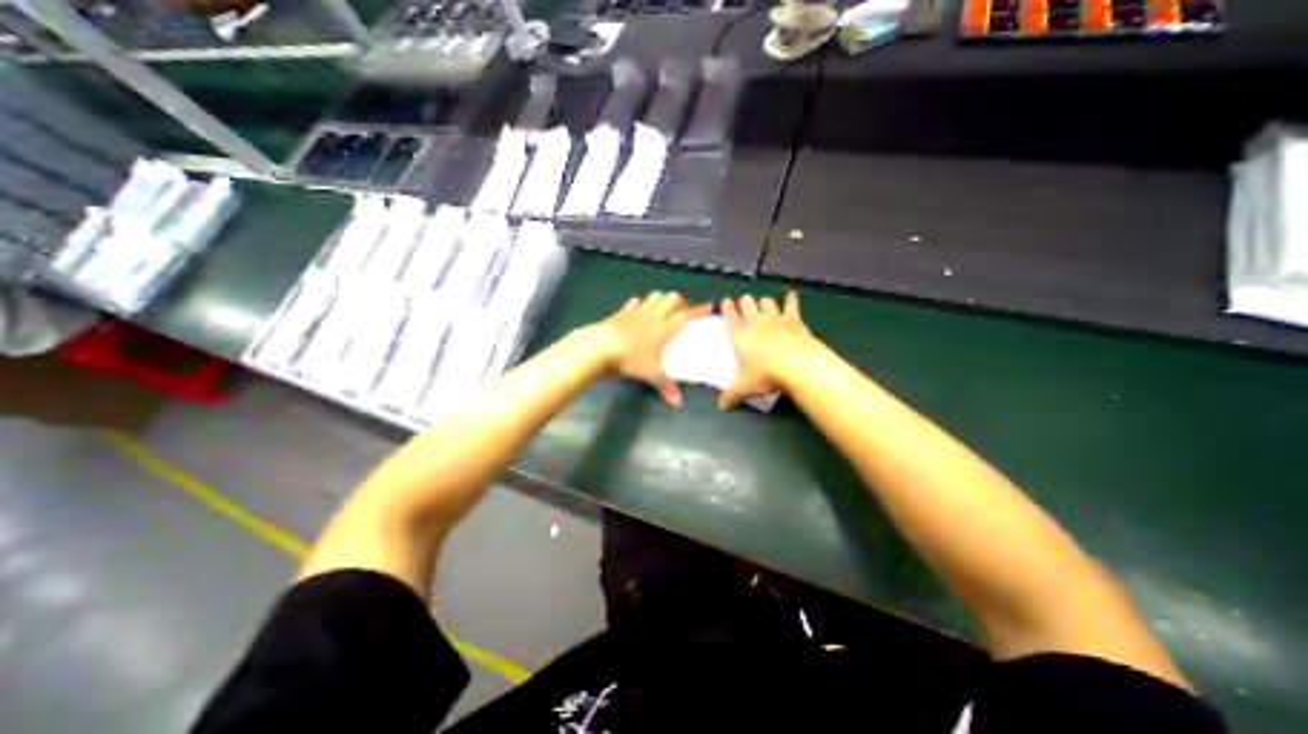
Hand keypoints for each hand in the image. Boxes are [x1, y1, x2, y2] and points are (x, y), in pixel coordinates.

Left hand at [598, 289, 711, 405]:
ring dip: (662, 298)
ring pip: (654, 297)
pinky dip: (641, 302)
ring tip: (666, 303)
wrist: (599, 347)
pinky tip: (640, 306)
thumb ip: (666, 386)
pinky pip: (634, 302)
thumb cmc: (630, 358)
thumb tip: (677, 403)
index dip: (698, 310)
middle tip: (685, 307)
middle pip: (671, 301)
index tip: (708, 306)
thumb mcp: (651, 374)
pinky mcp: (621, 312)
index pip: (686, 316)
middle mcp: (653, 316)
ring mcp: (636, 311)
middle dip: (681, 302)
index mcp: (665, 328)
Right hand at [719, 290, 820, 405]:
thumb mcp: (744, 387)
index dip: (726, 306)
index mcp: (740, 334)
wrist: (798, 365)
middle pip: (747, 303)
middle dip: (744, 301)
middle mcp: (756, 321)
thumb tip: (721, 405)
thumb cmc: (766, 374)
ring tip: (762, 303)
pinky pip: (791, 306)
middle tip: (743, 303)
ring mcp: (776, 318)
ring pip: (766, 301)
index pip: (729, 315)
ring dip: (763, 301)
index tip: (725, 302)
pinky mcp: (794, 320)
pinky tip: (790, 295)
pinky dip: (790, 300)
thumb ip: (731, 395)